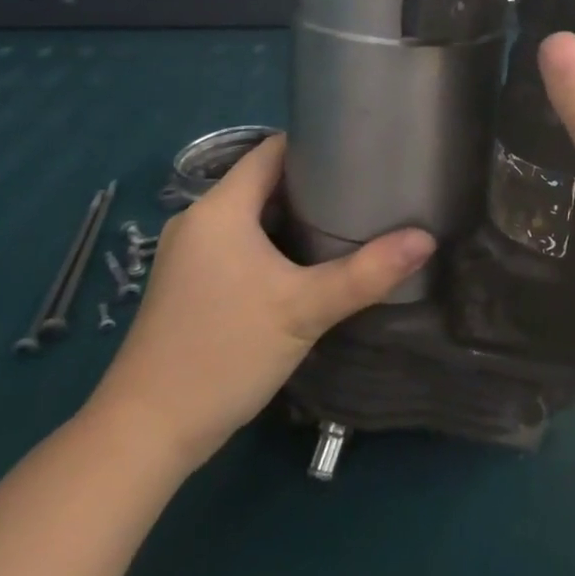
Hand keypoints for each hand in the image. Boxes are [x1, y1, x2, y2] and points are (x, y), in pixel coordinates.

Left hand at [86, 135, 433, 468]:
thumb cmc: (225, 353)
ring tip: (349, 221)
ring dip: (295, 217)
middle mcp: (198, 221)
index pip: (271, 151)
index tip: (362, 151)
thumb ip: (367, 273)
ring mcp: (190, 254)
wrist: (148, 431)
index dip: (316, 144)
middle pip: (264, 182)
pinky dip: (274, 244)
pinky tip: (308, 265)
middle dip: (314, 183)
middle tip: (367, 190)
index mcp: (219, 209)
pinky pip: (240, 245)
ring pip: (252, 217)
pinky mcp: (190, 284)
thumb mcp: (304, 310)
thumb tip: (426, 240)